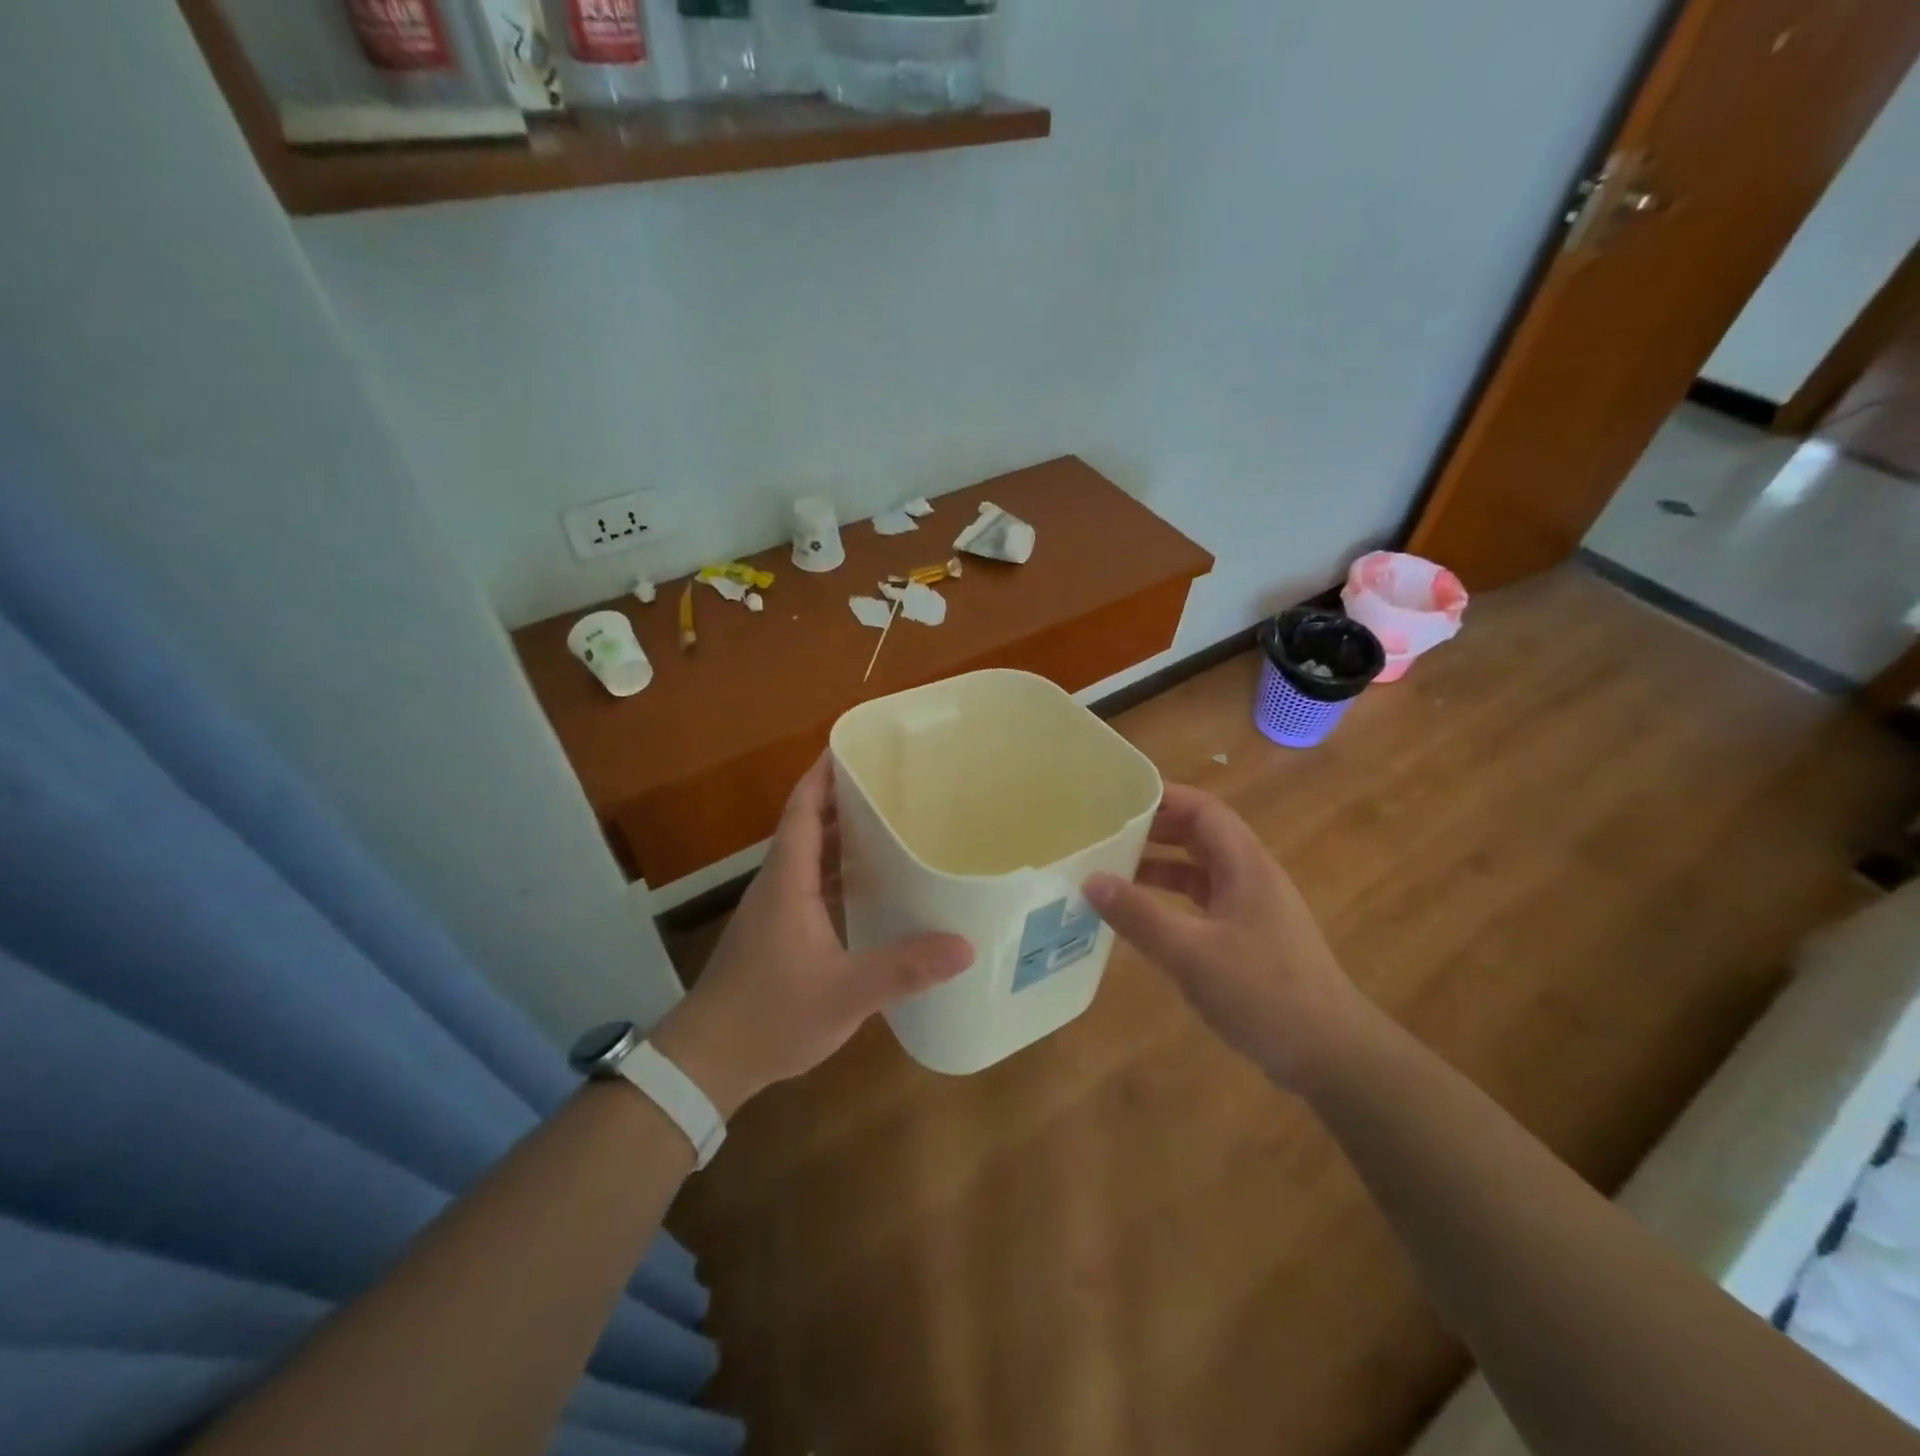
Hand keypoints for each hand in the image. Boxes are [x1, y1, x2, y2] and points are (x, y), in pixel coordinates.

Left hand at [651, 756, 974, 1115]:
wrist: (707, 1062)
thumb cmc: (771, 1015)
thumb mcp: (845, 993)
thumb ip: (903, 968)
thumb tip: (965, 945)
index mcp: (787, 881)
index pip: (802, 811)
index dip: (823, 776)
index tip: (851, 747)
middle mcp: (776, 885)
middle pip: (806, 826)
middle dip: (841, 799)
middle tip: (888, 783)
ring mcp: (772, 911)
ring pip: (807, 857)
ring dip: (838, 836)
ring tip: (885, 823)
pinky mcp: (774, 934)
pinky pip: (807, 885)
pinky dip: (835, 873)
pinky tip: (865, 886)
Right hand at [1082, 785, 1371, 1089]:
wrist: (1330, 1054)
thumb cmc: (1262, 991)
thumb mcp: (1190, 952)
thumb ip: (1138, 914)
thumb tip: (1090, 879)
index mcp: (1245, 864)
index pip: (1204, 809)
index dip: (1164, 796)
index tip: (1120, 797)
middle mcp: (1253, 876)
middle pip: (1202, 835)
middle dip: (1156, 830)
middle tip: (1108, 833)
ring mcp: (1255, 908)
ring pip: (1202, 871)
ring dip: (1162, 867)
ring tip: (1115, 872)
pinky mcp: (1253, 938)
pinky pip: (1206, 902)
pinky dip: (1174, 900)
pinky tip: (1146, 918)